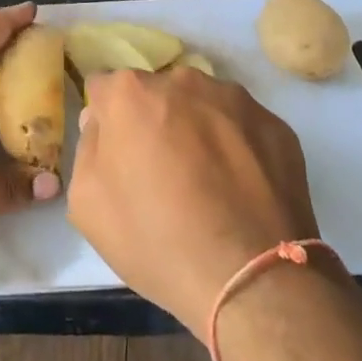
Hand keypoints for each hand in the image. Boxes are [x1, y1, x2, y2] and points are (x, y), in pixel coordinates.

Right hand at [67, 68, 322, 336]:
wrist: (252, 280)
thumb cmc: (156, 241)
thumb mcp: (87, 204)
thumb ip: (88, 147)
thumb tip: (102, 123)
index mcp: (130, 92)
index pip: (106, 89)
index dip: (108, 121)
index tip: (119, 155)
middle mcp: (181, 80)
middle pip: (157, 93)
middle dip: (154, 121)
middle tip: (164, 173)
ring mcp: (234, 98)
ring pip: (202, 105)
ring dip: (197, 130)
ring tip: (209, 185)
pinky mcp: (274, 124)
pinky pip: (243, 127)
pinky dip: (238, 148)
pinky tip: (241, 191)